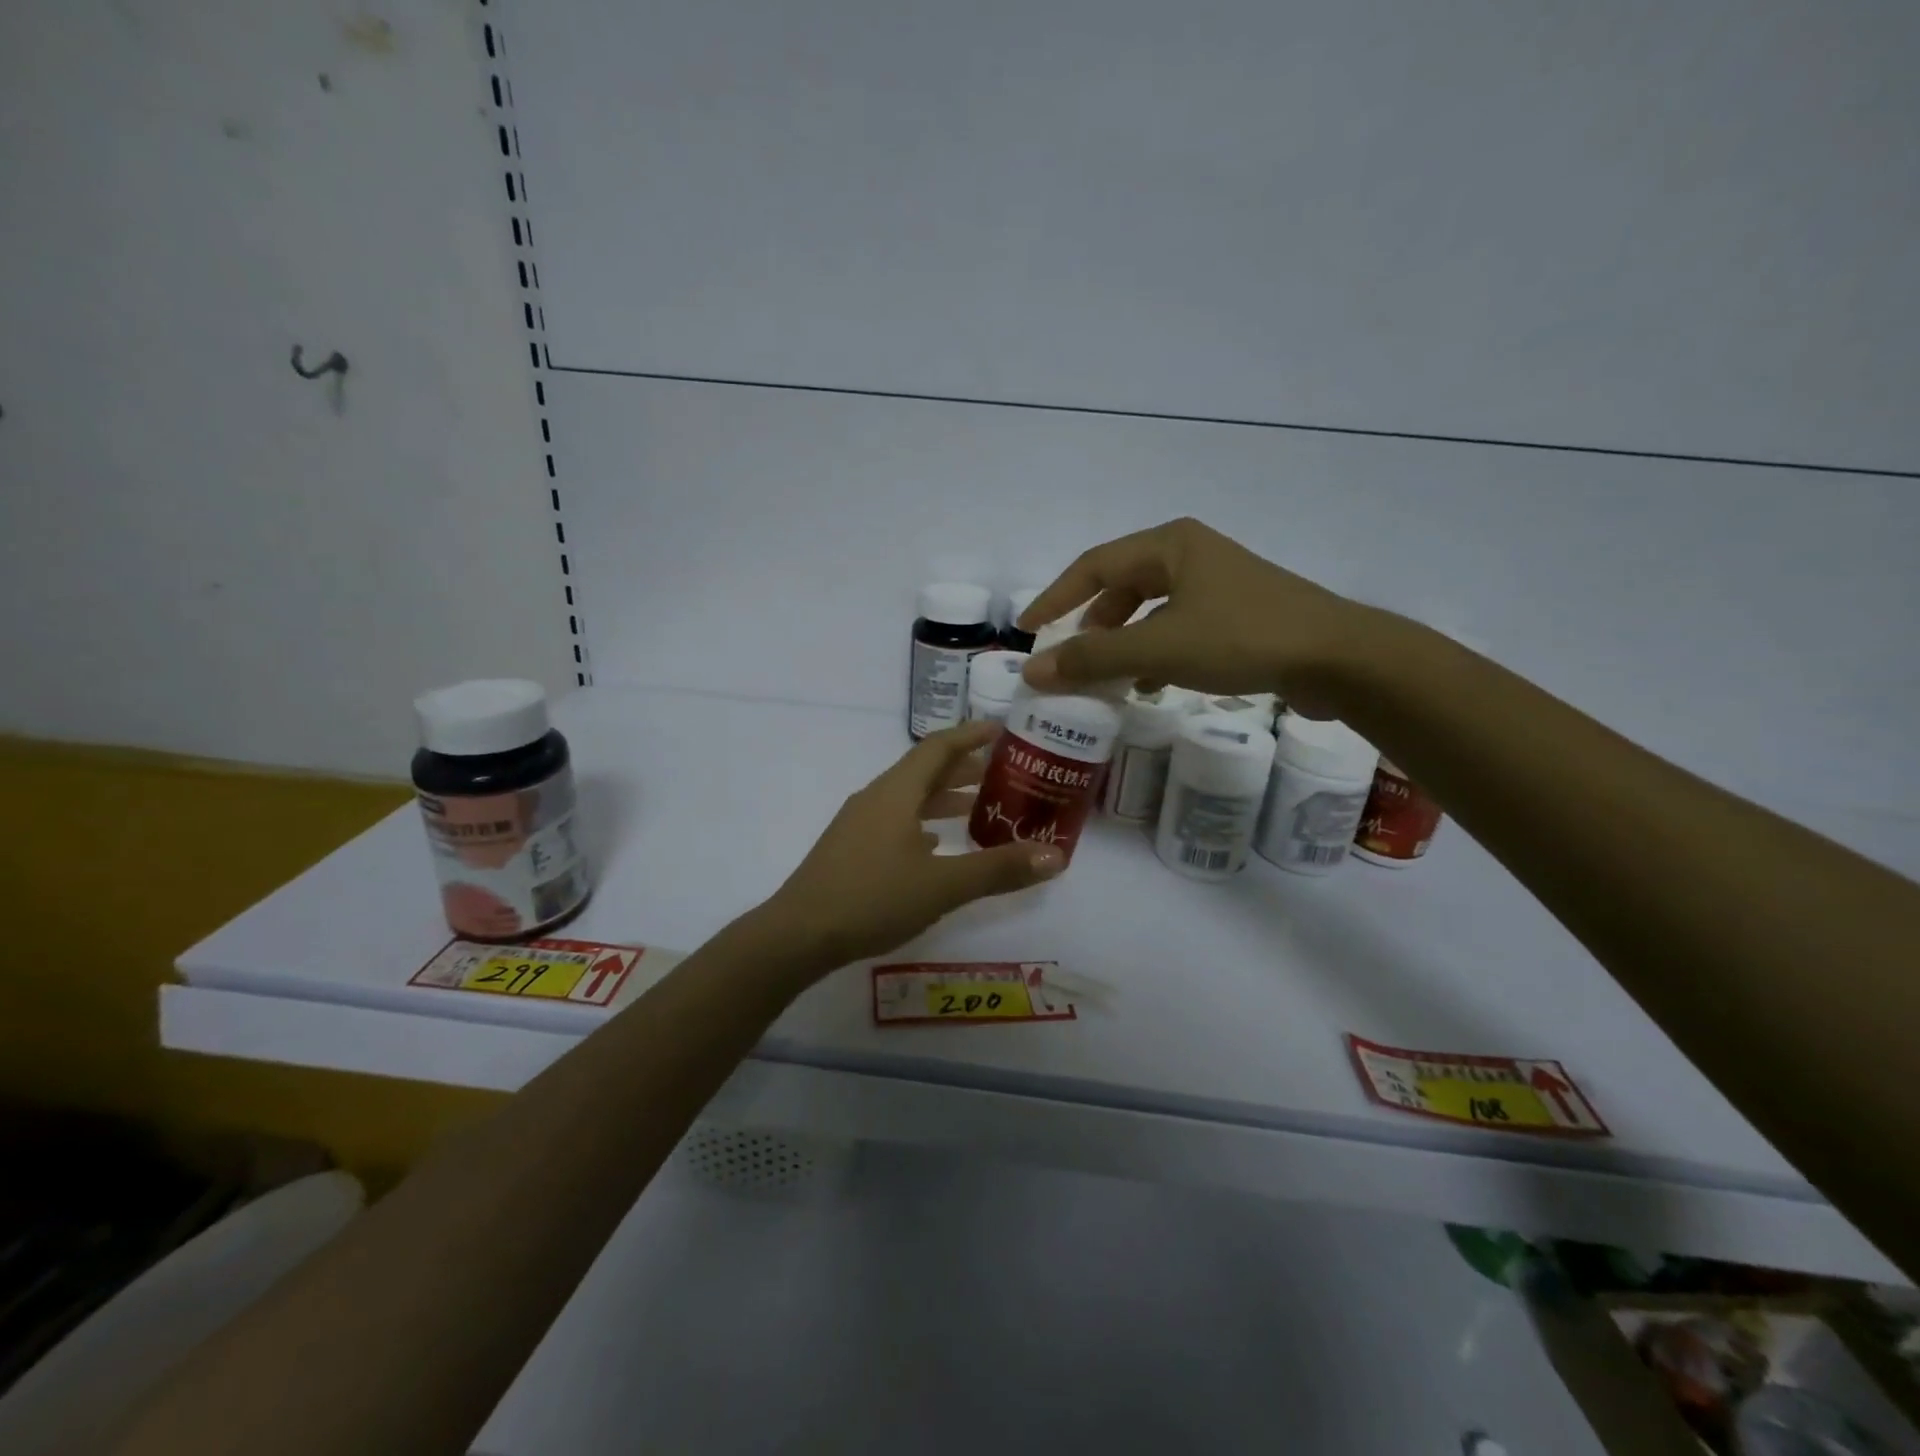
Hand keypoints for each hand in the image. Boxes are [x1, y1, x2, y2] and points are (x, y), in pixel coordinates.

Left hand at [762, 721, 1064, 967]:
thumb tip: (1056, 856)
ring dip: (943, 798)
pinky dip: (922, 824)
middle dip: (964, 769)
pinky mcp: (850, 849)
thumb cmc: (873, 898)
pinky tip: (936, 846)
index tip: (1002, 730)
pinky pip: (894, 822)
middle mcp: (876, 798)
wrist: (798, 935)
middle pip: (924, 771)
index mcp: (897, 792)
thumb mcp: (943, 886)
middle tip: (1004, 774)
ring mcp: (858, 824)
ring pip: (909, 798)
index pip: (939, 747)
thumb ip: (998, 869)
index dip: (971, 735)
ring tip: (978, 809)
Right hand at [1018, 517, 1369, 705]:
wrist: (1337, 657)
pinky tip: (1150, 683)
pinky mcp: (1236, 613)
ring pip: (1149, 609)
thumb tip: (1032, 671)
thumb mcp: (1158, 648)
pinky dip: (1153, 652)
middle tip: (1071, 657)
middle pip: (1121, 585)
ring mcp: (1217, 583)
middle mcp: (1190, 554)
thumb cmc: (1240, 638)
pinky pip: (1176, 627)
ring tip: (1105, 675)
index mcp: (1169, 544)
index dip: (1055, 597)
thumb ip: (1092, 660)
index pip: (1093, 565)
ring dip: (1122, 641)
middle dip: (1091, 623)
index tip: (1027, 628)